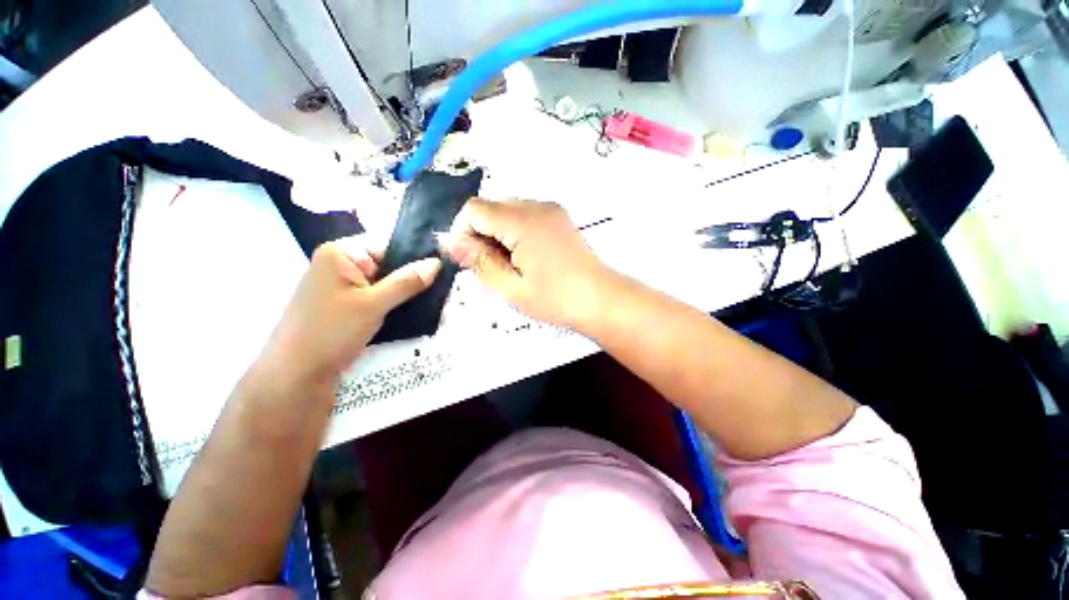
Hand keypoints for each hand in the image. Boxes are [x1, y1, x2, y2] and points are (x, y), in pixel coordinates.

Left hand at [261, 237, 440, 385]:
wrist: (297, 375)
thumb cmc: (330, 332)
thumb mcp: (373, 304)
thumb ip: (406, 282)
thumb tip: (437, 263)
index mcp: (341, 253)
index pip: (388, 244)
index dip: (416, 255)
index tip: (443, 266)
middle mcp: (342, 264)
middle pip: (389, 263)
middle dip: (413, 276)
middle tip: (443, 286)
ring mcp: (345, 285)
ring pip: (387, 281)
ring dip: (407, 291)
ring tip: (436, 298)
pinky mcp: (350, 304)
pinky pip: (380, 296)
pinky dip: (397, 302)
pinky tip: (417, 309)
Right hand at [440, 199, 608, 326]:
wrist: (601, 299)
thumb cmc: (555, 298)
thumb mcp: (511, 287)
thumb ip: (479, 262)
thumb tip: (451, 243)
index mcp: (522, 221)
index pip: (474, 209)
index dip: (462, 232)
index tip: (469, 260)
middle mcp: (536, 206)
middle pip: (490, 207)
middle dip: (480, 234)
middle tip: (490, 267)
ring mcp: (550, 210)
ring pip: (506, 211)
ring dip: (497, 234)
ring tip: (509, 266)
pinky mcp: (558, 217)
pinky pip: (524, 216)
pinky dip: (514, 232)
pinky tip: (524, 257)